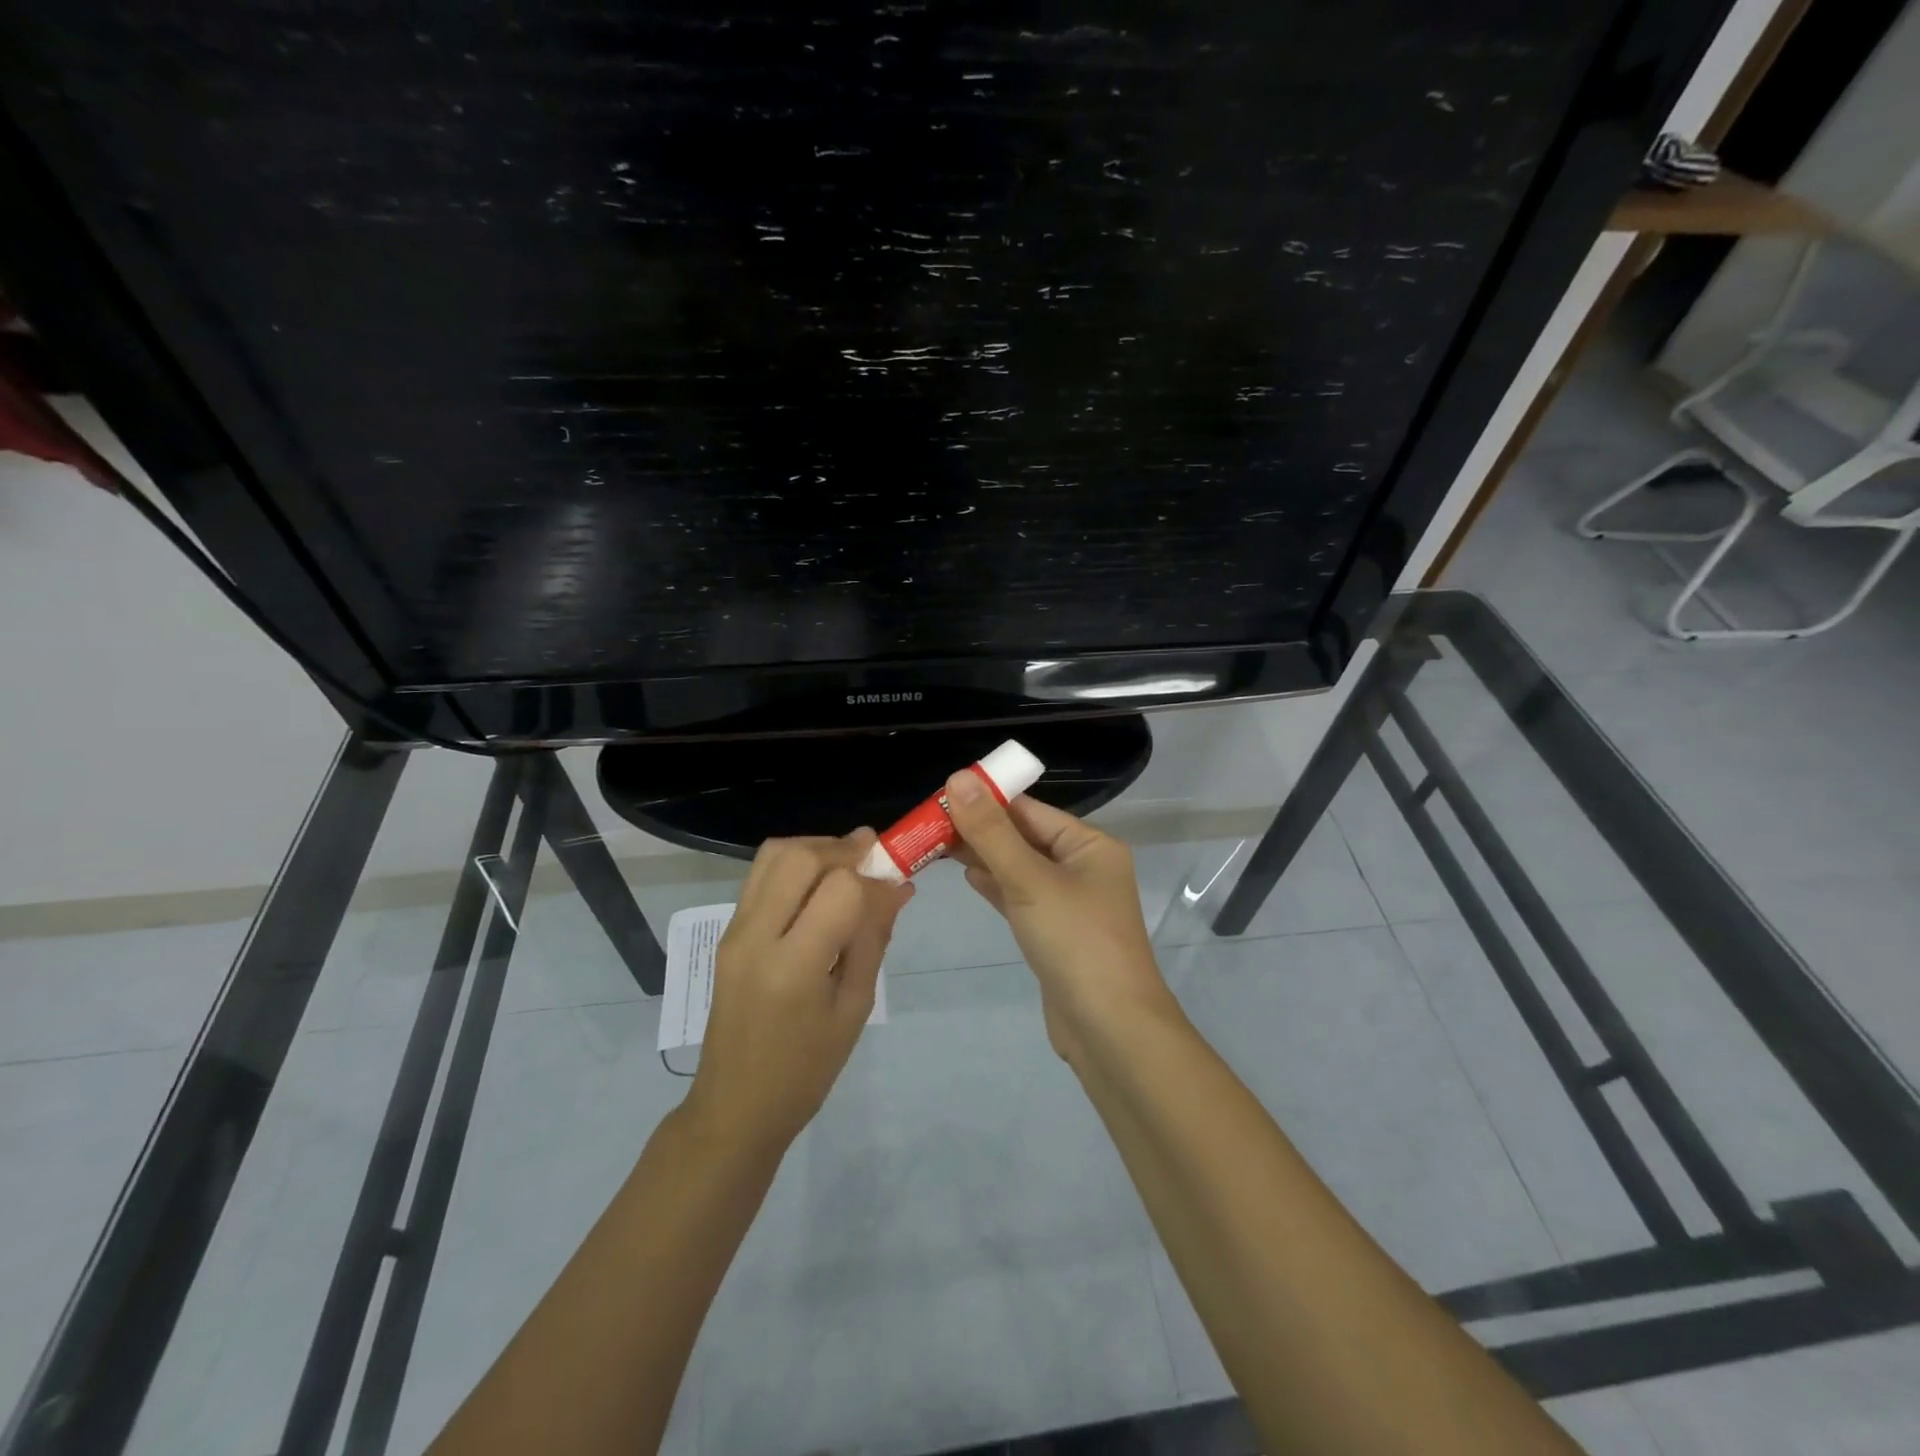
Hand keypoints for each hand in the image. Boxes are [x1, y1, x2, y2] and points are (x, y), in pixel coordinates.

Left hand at [685, 830, 911, 1153]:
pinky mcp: (727, 933)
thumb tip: (897, 888)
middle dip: (843, 848)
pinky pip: (761, 877)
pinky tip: (819, 886)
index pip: (839, 890)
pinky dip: (795, 866)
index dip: (874, 881)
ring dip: (816, 849)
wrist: (735, 1106)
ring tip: (847, 865)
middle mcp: (756, 937)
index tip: (895, 888)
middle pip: (799, 857)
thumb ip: (873, 940)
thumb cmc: (806, 1070)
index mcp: (793, 966)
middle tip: (874, 856)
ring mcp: (734, 931)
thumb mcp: (854, 1008)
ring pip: (773, 856)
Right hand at [944, 774, 1177, 1063]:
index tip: (941, 796)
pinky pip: (1021, 898)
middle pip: (1024, 837)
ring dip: (984, 857)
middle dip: (980, 830)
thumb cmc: (1075, 941)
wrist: (1110, 1029)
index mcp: (1090, 845)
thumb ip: (992, 832)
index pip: (1030, 810)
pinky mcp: (1056, 933)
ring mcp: (1070, 903)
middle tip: (929, 823)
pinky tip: (968, 877)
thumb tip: (959, 778)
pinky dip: (996, 886)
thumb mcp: (1030, 880)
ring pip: (1020, 869)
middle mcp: (1083, 867)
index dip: (986, 800)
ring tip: (937, 845)